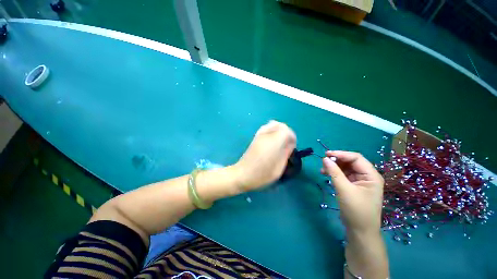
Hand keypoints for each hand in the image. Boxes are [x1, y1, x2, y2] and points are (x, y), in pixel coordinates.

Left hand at [234, 120, 296, 190]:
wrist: (242, 174)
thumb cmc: (262, 174)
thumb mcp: (279, 168)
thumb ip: (286, 153)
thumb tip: (290, 145)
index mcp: (274, 141)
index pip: (287, 131)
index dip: (292, 138)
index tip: (292, 147)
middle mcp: (267, 134)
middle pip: (280, 125)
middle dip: (286, 133)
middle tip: (286, 144)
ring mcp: (259, 135)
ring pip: (273, 124)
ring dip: (279, 131)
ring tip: (279, 143)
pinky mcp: (255, 137)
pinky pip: (266, 128)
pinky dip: (271, 131)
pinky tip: (271, 142)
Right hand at [321, 151, 383, 235]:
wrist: (360, 231)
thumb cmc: (356, 210)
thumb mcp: (344, 189)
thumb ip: (334, 172)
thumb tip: (325, 158)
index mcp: (371, 175)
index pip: (356, 158)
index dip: (341, 154)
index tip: (326, 154)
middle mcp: (367, 176)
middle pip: (350, 162)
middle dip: (336, 161)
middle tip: (323, 163)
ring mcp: (360, 181)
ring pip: (345, 168)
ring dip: (334, 167)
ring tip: (322, 171)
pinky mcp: (353, 186)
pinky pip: (343, 175)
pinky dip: (334, 173)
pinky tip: (326, 175)